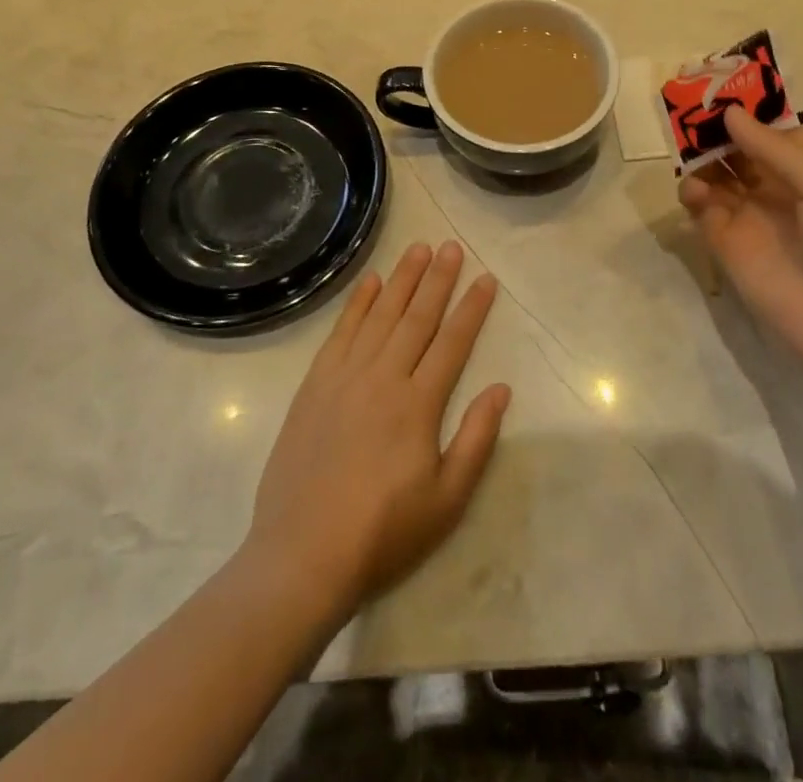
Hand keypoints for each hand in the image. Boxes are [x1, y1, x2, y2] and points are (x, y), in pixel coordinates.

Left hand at [245, 241, 511, 618]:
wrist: (301, 555)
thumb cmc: (383, 533)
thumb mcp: (447, 500)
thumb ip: (476, 439)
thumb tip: (501, 388)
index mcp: (418, 404)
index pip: (453, 342)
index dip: (472, 308)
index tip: (486, 278)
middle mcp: (383, 378)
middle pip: (417, 317)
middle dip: (438, 279)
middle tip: (452, 246)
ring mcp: (345, 377)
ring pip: (380, 315)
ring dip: (402, 279)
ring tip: (419, 248)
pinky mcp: (314, 385)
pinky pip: (341, 332)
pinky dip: (357, 303)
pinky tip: (370, 282)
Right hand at [679, 106, 802, 385]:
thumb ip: (776, 150)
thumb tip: (730, 113)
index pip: (769, 126)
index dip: (745, 106)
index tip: (714, 83)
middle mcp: (774, 185)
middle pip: (736, 145)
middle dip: (713, 126)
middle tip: (685, 105)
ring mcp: (748, 213)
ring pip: (714, 171)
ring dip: (699, 155)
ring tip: (685, 145)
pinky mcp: (724, 242)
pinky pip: (701, 207)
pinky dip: (691, 191)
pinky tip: (694, 189)